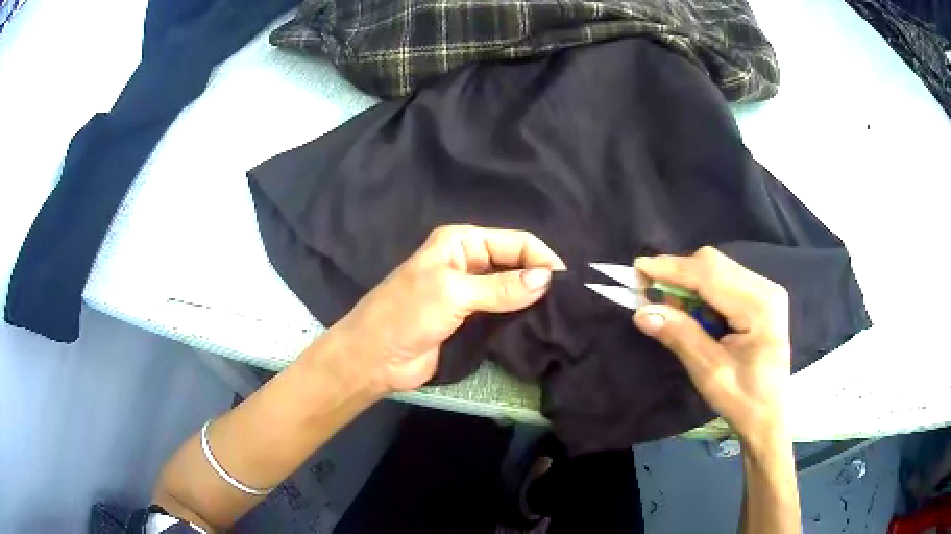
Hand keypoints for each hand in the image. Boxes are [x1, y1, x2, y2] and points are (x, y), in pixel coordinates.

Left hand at [333, 225, 564, 392]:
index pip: (514, 241)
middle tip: (569, 300)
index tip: (566, 283)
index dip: (541, 257)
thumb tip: (547, 279)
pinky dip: (519, 314)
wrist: (375, 357)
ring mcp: (469, 291)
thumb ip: (501, 287)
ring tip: (561, 313)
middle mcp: (467, 261)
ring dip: (531, 298)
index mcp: (461, 242)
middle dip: (539, 277)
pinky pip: (502, 311)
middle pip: (515, 263)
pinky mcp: (470, 318)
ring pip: (510, 288)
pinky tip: (540, 323)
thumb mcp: (454, 293)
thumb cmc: (407, 314)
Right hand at [632, 247, 790, 440]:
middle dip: (678, 273)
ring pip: (717, 268)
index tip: (637, 268)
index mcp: (759, 307)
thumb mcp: (709, 373)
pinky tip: (690, 309)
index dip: (672, 269)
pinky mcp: (760, 296)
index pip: (710, 275)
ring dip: (687, 281)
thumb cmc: (743, 400)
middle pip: (714, 264)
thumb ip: (680, 336)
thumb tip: (642, 312)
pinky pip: (723, 279)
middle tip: (649, 294)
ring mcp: (765, 289)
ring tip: (668, 306)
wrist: (769, 416)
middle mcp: (766, 288)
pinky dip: (700, 289)